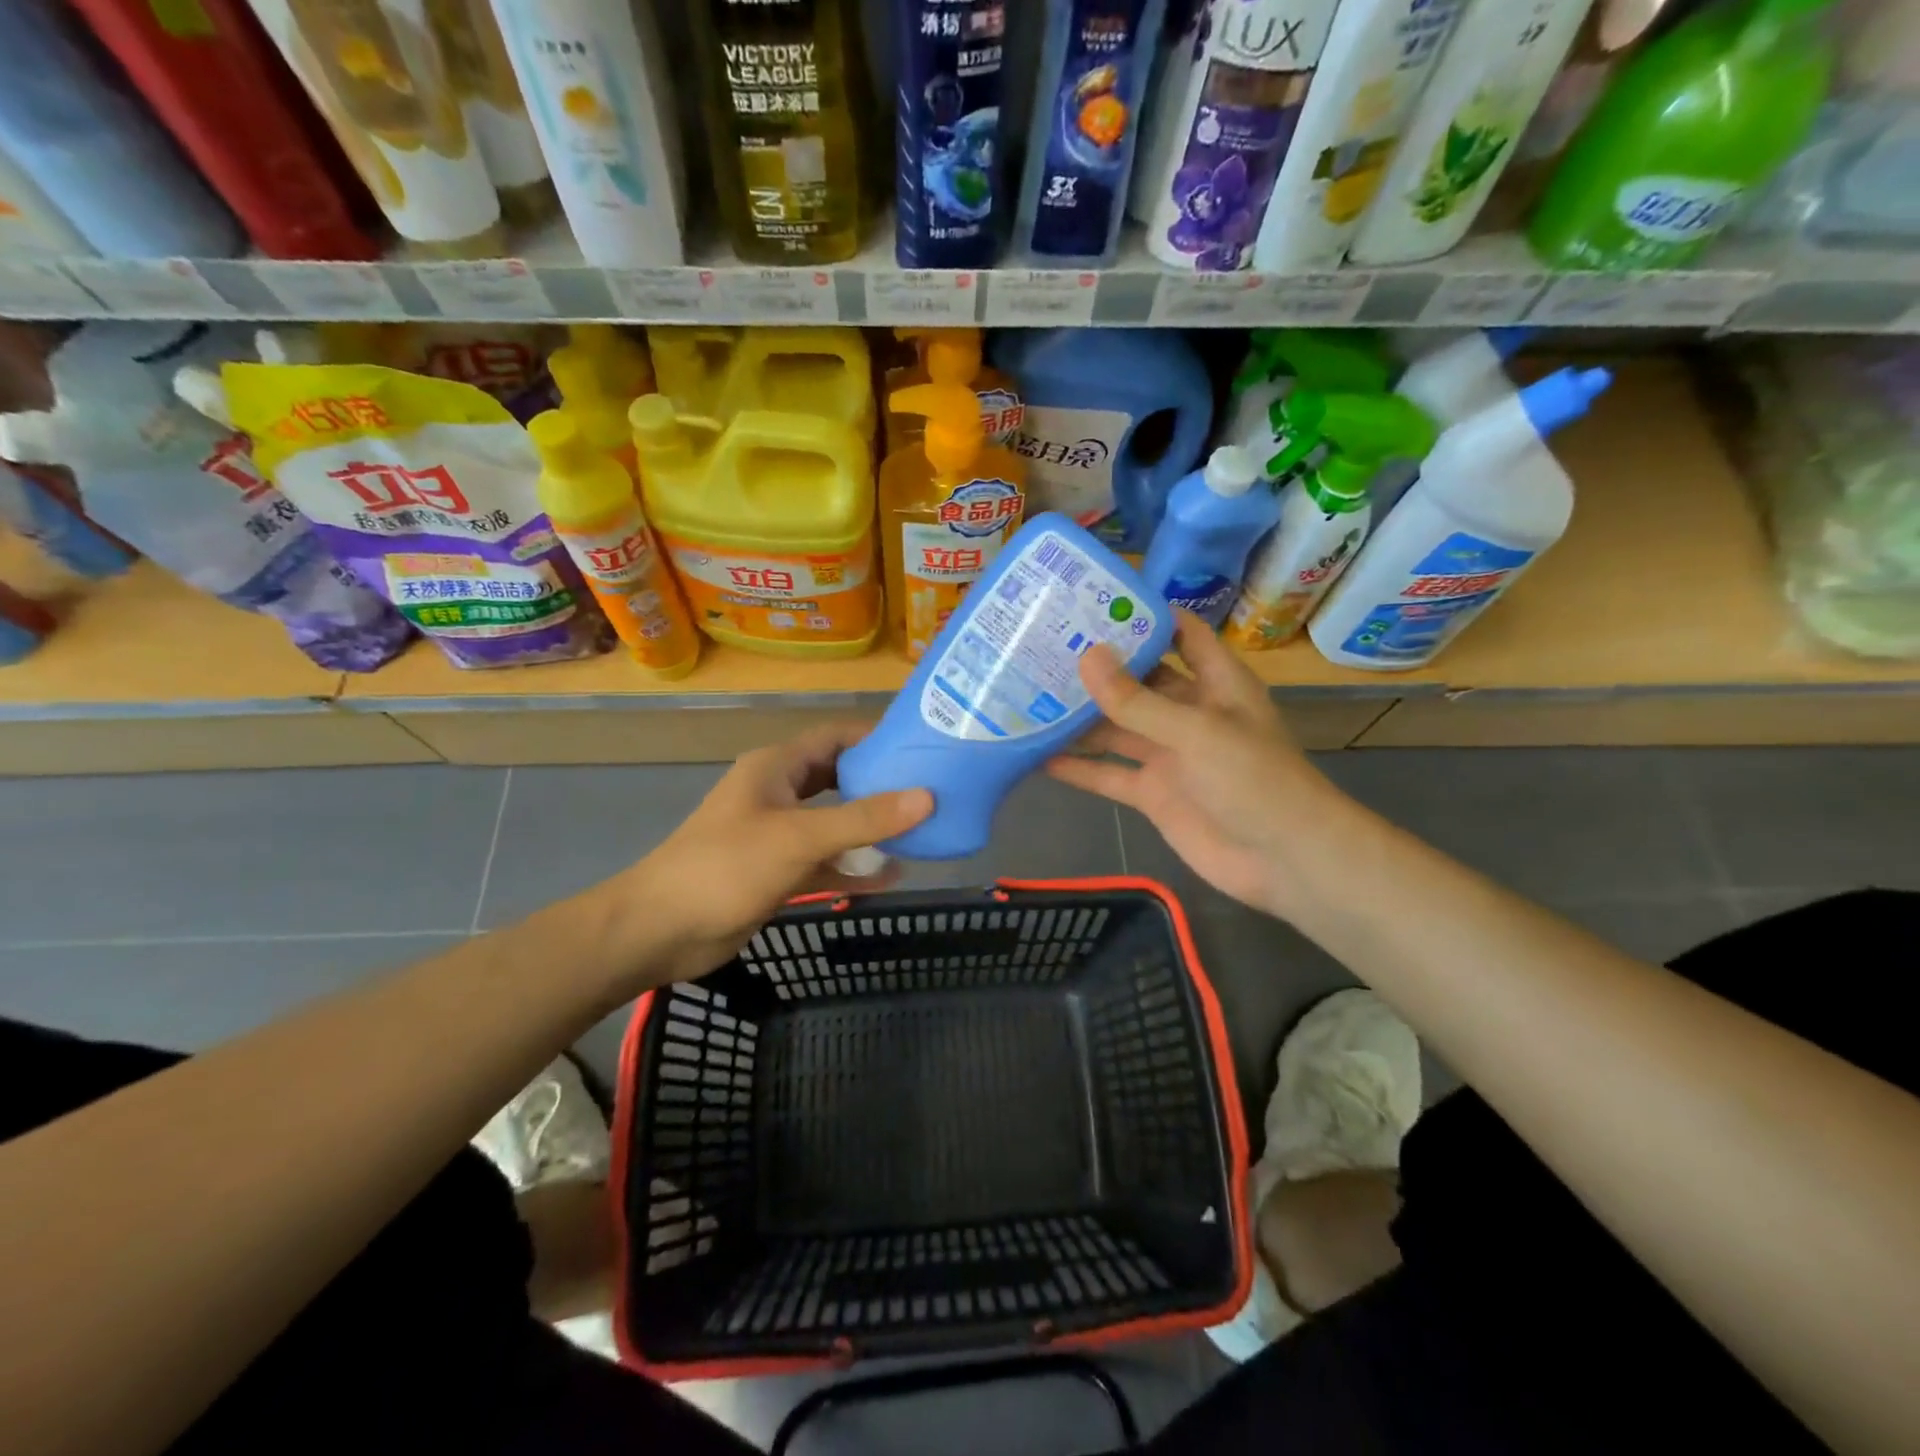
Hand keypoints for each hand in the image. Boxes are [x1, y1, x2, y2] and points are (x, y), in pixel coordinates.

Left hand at [615, 724, 931, 983]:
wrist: (661, 930)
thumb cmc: (727, 867)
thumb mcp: (799, 837)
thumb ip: (863, 819)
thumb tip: (927, 797)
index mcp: (777, 767)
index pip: (836, 737)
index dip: (877, 738)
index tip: (923, 748)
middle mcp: (779, 793)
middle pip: (840, 779)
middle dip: (881, 785)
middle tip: (931, 792)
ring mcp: (778, 834)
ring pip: (835, 823)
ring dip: (872, 829)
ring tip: (922, 832)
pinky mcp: (778, 870)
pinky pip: (825, 860)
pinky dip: (855, 866)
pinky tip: (892, 876)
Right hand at [1046, 611, 1335, 915]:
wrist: (1282, 861)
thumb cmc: (1253, 780)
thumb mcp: (1195, 731)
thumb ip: (1137, 700)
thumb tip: (1087, 656)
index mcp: (1215, 683)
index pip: (1181, 634)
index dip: (1145, 616)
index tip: (1094, 602)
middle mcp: (1188, 712)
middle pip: (1138, 681)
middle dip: (1097, 667)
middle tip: (1042, 647)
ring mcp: (1169, 755)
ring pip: (1116, 728)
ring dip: (1079, 717)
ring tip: (1028, 695)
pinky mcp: (1153, 793)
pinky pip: (1109, 774)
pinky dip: (1078, 768)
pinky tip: (1037, 757)